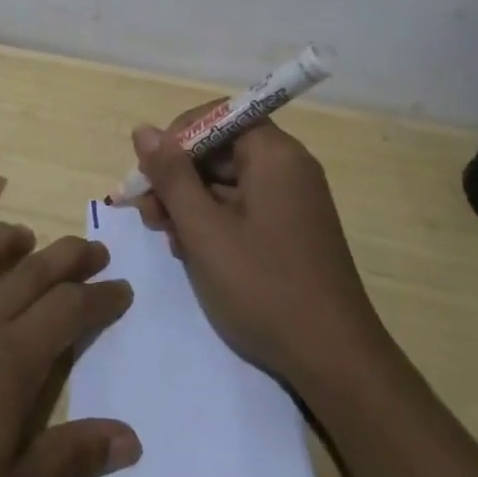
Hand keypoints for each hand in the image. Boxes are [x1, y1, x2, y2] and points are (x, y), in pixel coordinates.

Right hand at [134, 111, 377, 383]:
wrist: (333, 360)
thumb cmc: (264, 286)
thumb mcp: (204, 230)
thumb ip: (171, 176)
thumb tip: (143, 130)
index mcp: (274, 154)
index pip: (218, 116)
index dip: (178, 137)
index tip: (150, 172)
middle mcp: (288, 167)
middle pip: (221, 150)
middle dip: (178, 176)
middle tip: (147, 213)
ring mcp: (292, 200)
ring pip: (228, 182)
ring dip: (190, 202)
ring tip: (164, 236)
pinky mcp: (291, 230)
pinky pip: (244, 207)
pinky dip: (213, 221)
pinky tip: (190, 250)